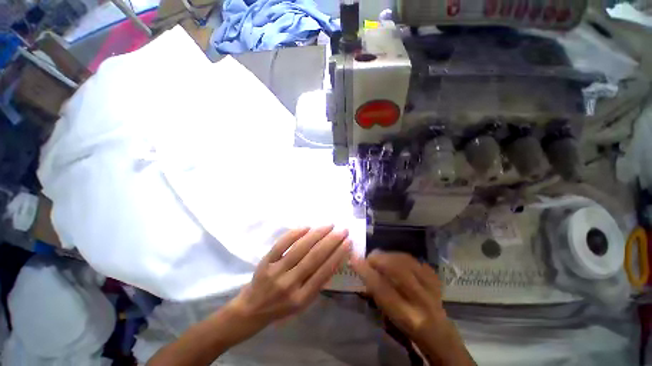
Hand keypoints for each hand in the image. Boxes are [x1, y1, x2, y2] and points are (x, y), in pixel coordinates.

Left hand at [231, 225, 351, 326]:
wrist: (250, 310)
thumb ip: (317, 283)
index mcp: (302, 298)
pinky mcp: (266, 261)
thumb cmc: (280, 308)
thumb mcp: (302, 303)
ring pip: (300, 248)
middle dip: (332, 241)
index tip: (348, 242)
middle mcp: (290, 284)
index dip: (338, 255)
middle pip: (314, 257)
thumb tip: (332, 259)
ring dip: (317, 234)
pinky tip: (307, 226)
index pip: (324, 272)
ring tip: (329, 225)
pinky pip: (282, 244)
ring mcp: (276, 271)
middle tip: (343, 230)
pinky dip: (295, 233)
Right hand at [350, 251, 444, 344]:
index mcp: (406, 315)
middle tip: (369, 258)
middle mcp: (421, 301)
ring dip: (389, 255)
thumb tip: (363, 270)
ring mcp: (431, 287)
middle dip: (379, 259)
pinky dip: (402, 257)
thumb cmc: (407, 327)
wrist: (438, 332)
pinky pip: (416, 260)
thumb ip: (377, 293)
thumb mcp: (389, 316)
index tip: (354, 260)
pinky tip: (395, 258)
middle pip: (398, 270)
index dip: (366, 272)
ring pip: (407, 261)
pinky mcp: (436, 279)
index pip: (382, 289)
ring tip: (380, 256)